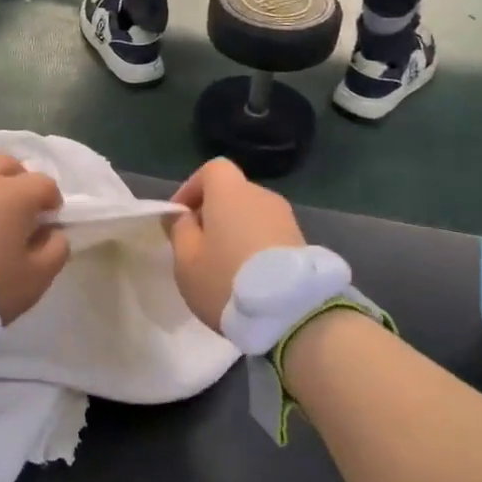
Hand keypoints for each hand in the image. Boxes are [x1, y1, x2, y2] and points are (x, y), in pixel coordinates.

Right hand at [164, 159, 306, 328]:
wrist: (292, 312)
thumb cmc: (226, 279)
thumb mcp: (186, 259)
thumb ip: (180, 230)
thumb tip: (183, 216)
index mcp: (231, 191)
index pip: (212, 169)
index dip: (192, 189)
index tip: (180, 217)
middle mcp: (261, 196)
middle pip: (232, 193)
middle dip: (213, 213)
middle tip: (198, 246)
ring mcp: (286, 219)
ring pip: (251, 215)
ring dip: (235, 231)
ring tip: (223, 265)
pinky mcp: (302, 242)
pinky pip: (269, 234)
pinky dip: (255, 246)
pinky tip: (248, 276)